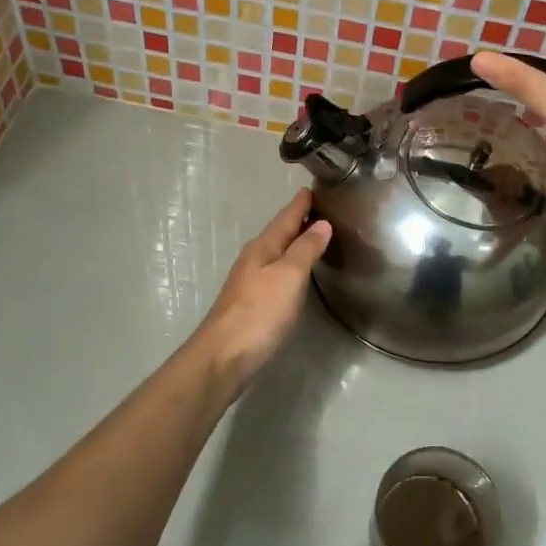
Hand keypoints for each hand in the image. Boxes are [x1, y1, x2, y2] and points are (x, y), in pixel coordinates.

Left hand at [192, 189, 331, 395]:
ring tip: (312, 236)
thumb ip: (305, 249)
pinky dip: (287, 264)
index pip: (285, 218)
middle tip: (317, 209)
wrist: (223, 357)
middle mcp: (253, 260)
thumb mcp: (289, 276)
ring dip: (292, 243)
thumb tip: (322, 224)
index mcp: (262, 248)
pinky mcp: (250, 304)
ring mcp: (248, 283)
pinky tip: (294, 273)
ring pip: (274, 253)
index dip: (299, 204)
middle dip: (296, 220)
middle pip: (278, 233)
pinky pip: (273, 273)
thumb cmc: (259, 313)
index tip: (311, 188)